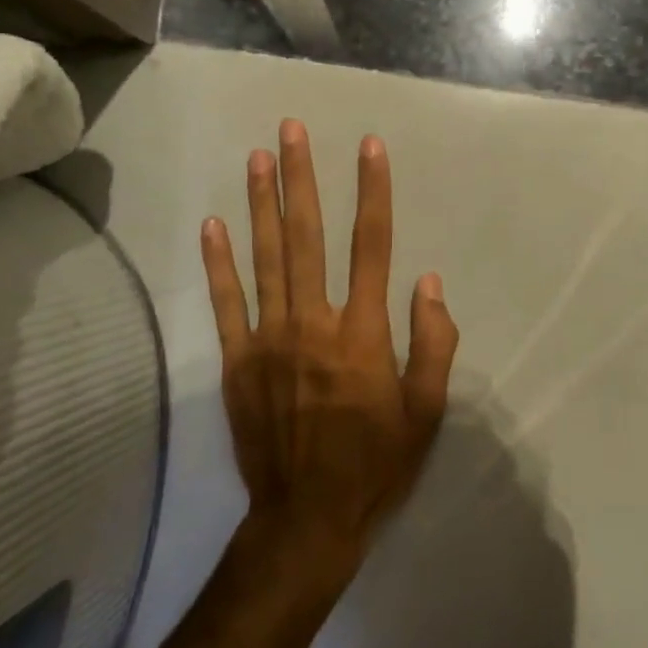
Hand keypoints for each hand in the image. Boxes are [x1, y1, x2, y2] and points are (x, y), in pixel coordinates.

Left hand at [200, 120, 458, 565]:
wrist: (308, 517)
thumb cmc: (376, 464)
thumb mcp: (427, 412)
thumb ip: (434, 343)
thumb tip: (428, 283)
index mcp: (363, 333)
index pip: (371, 246)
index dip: (373, 192)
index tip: (369, 147)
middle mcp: (314, 322)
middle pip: (307, 236)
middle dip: (301, 178)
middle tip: (292, 129)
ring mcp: (269, 339)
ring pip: (265, 258)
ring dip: (261, 203)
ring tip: (257, 157)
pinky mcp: (237, 361)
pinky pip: (226, 303)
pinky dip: (219, 262)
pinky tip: (213, 224)